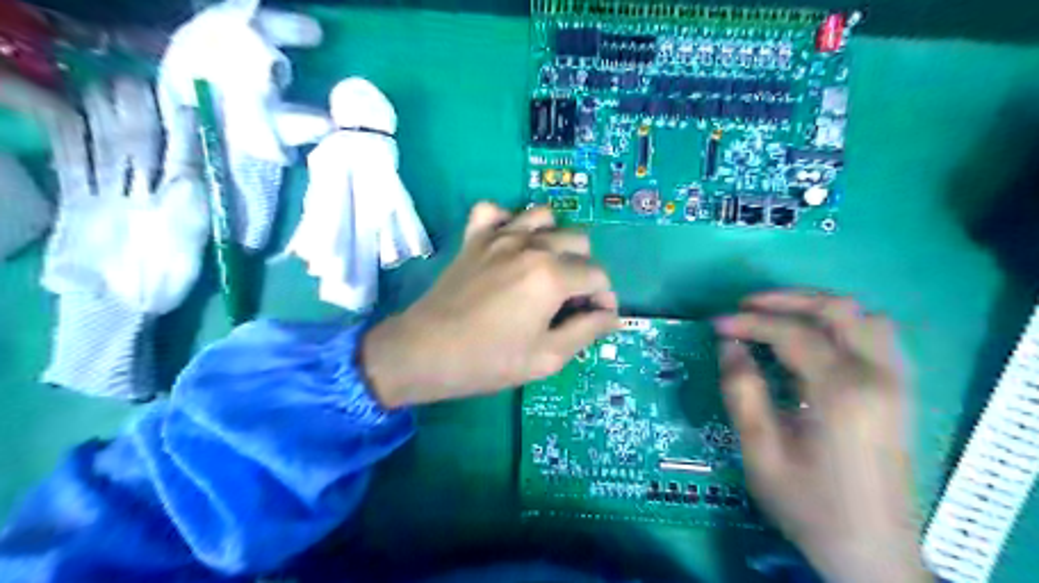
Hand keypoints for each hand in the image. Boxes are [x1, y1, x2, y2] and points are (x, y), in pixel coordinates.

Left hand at [366, 203, 618, 407]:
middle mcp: (531, 246)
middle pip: (578, 241)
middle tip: (568, 300)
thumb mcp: (547, 357)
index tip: (594, 319)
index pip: (598, 275)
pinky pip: (495, 211)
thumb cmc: (488, 360)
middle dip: (584, 270)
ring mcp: (499, 236)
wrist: (425, 351)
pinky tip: (509, 244)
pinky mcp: (475, 238)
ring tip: (546, 269)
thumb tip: (611, 313)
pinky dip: (508, 221)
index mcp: (552, 275)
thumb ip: (587, 330)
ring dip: (554, 240)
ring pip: (545, 217)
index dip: (603, 299)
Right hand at [716, 292, 924, 582]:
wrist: (871, 552)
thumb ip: (742, 392)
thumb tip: (729, 346)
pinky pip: (878, 336)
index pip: (793, 333)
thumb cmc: (809, 505)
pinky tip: (816, 339)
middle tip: (746, 306)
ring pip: (865, 317)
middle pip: (838, 309)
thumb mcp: (760, 452)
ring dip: (818, 307)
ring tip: (778, 317)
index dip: (750, 322)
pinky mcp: (899, 393)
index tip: (716, 324)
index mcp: (841, 393)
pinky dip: (843, 324)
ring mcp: (896, 383)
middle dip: (787, 299)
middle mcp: (877, 376)